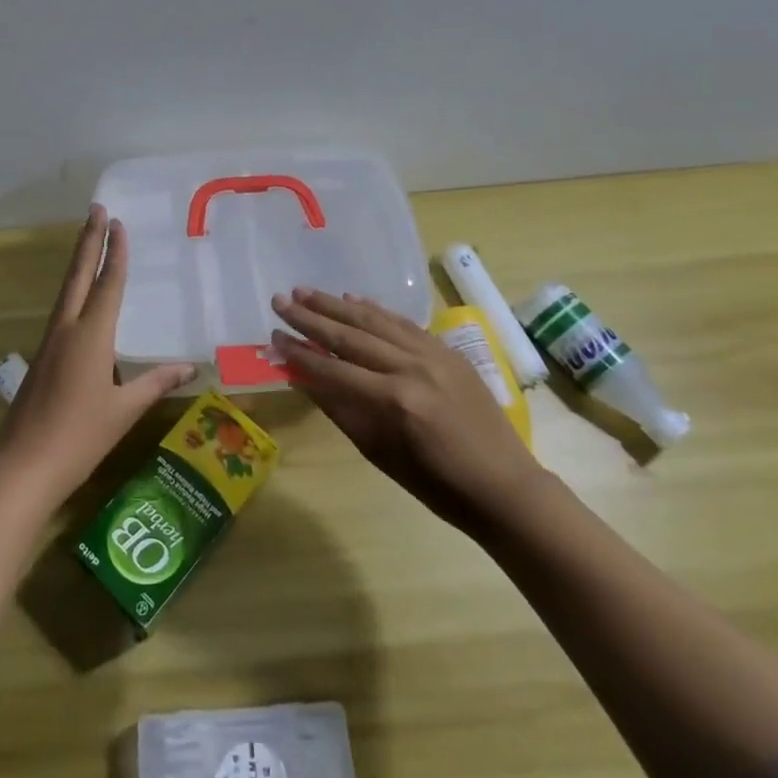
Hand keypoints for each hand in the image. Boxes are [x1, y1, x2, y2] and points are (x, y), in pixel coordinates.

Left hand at [0, 205, 193, 507]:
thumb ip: (155, 384)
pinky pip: (61, 311)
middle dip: (88, 240)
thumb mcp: (124, 411)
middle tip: (95, 209)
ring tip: (87, 241)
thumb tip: (189, 368)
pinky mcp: (42, 358)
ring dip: (78, 262)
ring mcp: (50, 342)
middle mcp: (67, 329)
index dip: (114, 253)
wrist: (22, 466)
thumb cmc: (79, 437)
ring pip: (66, 291)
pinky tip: (78, 298)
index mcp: (91, 336)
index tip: (117, 223)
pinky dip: (73, 290)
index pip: (107, 284)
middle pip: (78, 275)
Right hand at [271, 287, 545, 533]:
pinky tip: (353, 298)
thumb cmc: (437, 485)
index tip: (273, 335)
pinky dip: (376, 310)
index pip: (333, 368)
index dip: (299, 352)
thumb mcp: (380, 453)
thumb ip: (340, 410)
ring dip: (337, 304)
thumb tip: (302, 378)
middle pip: (350, 336)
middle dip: (311, 317)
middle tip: (280, 300)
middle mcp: (411, 367)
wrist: (504, 486)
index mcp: (393, 400)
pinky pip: (404, 323)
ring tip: (305, 291)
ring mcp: (433, 354)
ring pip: (375, 321)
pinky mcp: (448, 349)